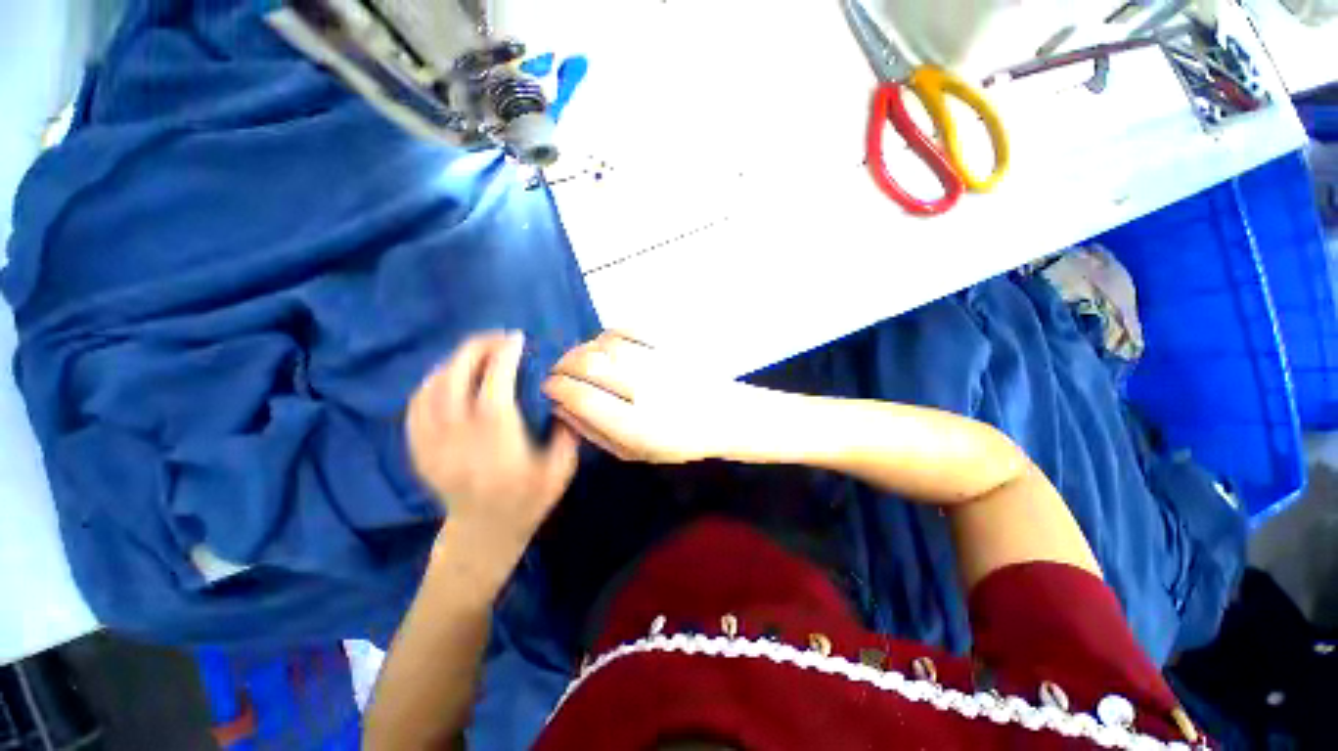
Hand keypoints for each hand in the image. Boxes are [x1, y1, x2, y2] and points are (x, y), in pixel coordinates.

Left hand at [407, 332, 579, 566]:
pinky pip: (415, 405)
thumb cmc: (528, 500)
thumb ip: (566, 430)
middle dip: (476, 349)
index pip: (495, 388)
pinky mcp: (419, 450)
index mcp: (498, 444)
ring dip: (456, 361)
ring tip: (478, 352)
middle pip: (456, 380)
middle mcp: (460, 439)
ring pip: (432, 388)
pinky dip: (431, 382)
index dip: (504, 358)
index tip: (517, 339)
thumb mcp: (562, 469)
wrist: (484, 533)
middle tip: (497, 338)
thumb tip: (561, 394)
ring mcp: (433, 445)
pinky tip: (449, 375)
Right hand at [542, 331, 744, 463]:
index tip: (548, 387)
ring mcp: (658, 363)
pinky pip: (628, 329)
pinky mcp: (669, 345)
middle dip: (562, 366)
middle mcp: (645, 390)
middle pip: (588, 365)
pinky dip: (608, 335)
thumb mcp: (633, 451)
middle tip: (559, 373)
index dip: (556, 388)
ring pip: (605, 344)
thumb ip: (594, 432)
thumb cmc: (678, 441)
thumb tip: (560, 407)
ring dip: (583, 349)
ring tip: (580, 361)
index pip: (581, 396)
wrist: (724, 415)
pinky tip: (605, 346)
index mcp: (636, 425)